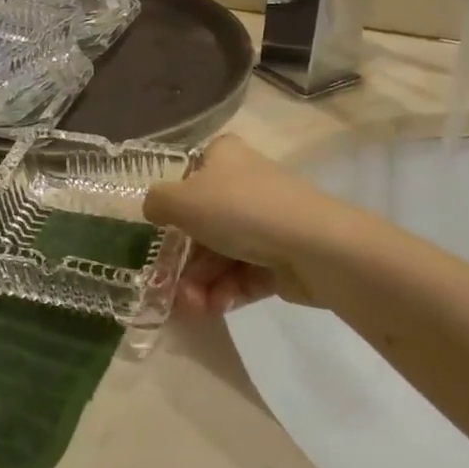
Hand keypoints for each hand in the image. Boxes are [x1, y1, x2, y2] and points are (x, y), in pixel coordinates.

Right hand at [143, 135, 336, 317]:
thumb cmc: (239, 210)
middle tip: (166, 287)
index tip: (157, 234)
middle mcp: (245, 185)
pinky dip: (225, 292)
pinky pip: (244, 275)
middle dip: (182, 261)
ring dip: (199, 283)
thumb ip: (156, 203)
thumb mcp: (180, 200)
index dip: (171, 205)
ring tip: (191, 308)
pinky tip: (211, 309)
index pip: (190, 175)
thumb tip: (154, 210)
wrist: (314, 245)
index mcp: (224, 158)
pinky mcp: (282, 258)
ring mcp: (266, 222)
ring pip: (221, 254)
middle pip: (202, 224)